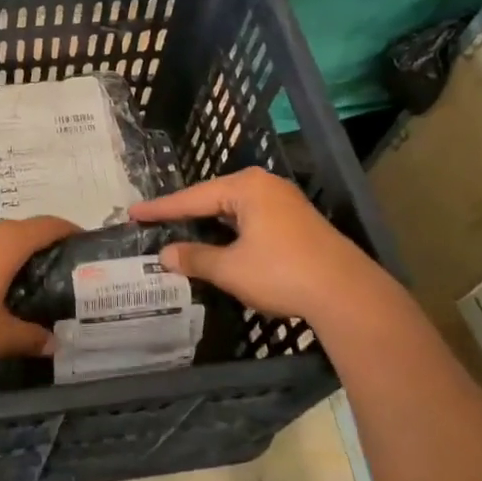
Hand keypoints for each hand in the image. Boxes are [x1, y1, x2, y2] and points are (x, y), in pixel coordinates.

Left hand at [0, 216, 75, 361]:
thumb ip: (30, 337)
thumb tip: (54, 343)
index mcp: (7, 241)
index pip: (49, 225)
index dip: (70, 232)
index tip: (86, 244)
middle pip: (23, 231)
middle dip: (43, 249)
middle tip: (60, 275)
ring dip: (14, 256)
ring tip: (27, 285)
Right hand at [129, 167, 400, 323]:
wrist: (348, 294)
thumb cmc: (283, 274)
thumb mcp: (231, 269)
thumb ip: (195, 258)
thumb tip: (166, 254)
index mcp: (246, 188)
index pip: (192, 197)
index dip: (161, 208)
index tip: (134, 212)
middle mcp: (265, 186)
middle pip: (213, 198)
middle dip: (185, 212)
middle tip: (154, 220)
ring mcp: (285, 202)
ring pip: (234, 210)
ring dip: (209, 223)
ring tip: (180, 230)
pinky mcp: (297, 221)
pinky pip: (251, 219)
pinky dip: (230, 230)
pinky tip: (220, 242)